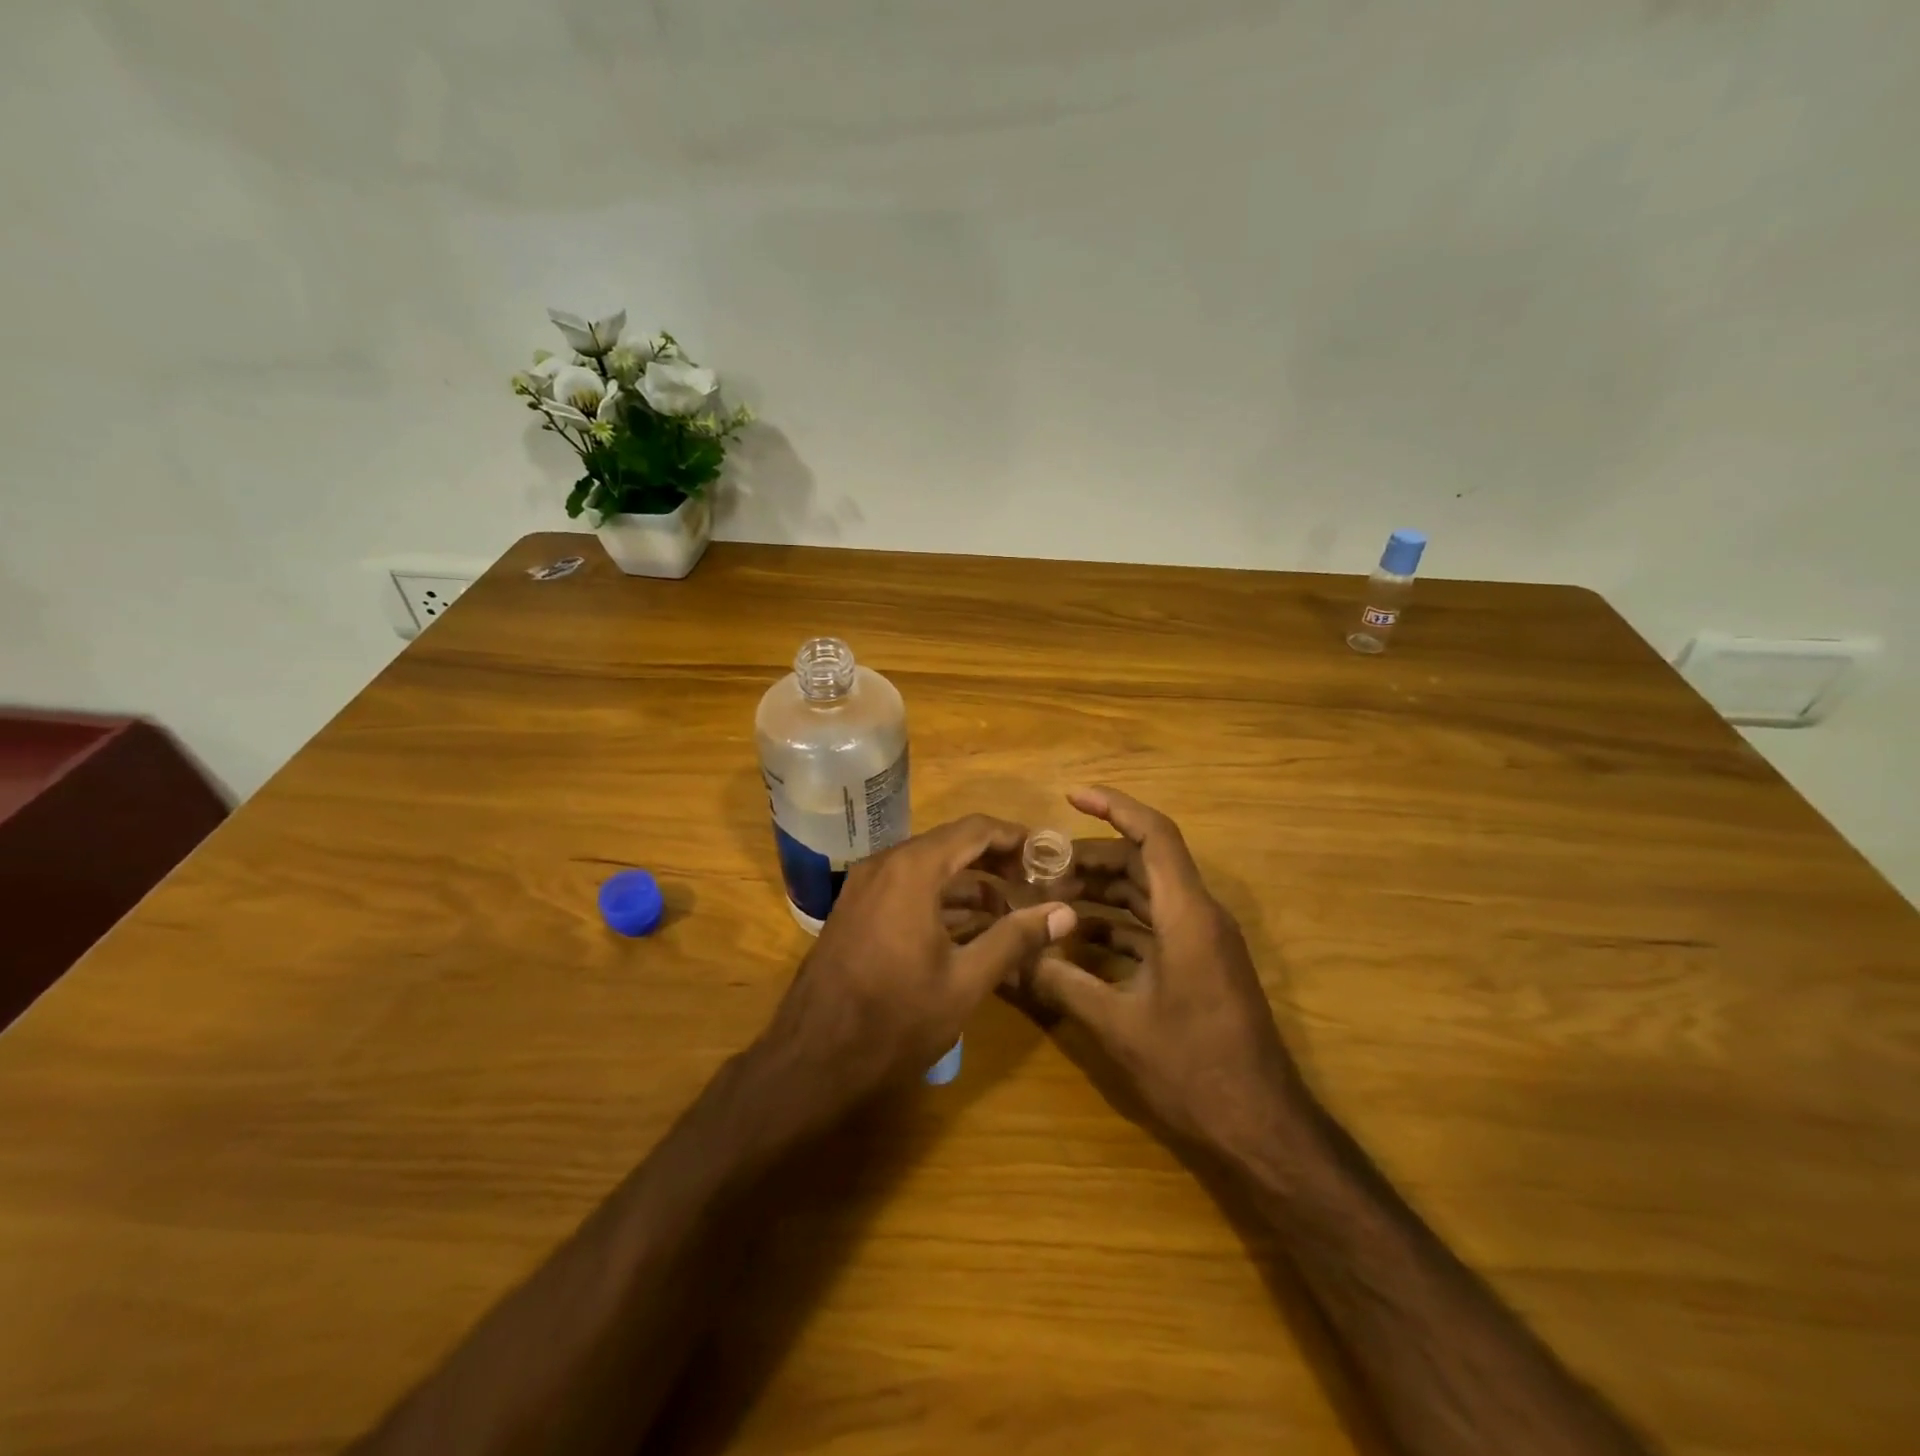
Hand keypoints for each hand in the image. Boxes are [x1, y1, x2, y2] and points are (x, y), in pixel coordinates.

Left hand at [756, 815, 1076, 1118]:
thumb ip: (1016, 939)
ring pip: (928, 866)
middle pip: (951, 844)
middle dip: (995, 859)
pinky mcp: (854, 908)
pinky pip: (906, 886)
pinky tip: (968, 926)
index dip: (1015, 837)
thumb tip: (1065, 913)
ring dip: (969, 881)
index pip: (975, 829)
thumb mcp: (966, 981)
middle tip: (1034, 882)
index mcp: (913, 869)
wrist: (813, 1059)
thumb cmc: (896, 1019)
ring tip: (1010, 908)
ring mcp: (864, 885)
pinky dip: (940, 896)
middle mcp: (885, 864)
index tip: (1048, 853)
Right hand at [1030, 787, 1304, 1152]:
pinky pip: (1154, 925)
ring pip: (1148, 893)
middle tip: (1041, 868)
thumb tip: (1016, 958)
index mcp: (1186, 915)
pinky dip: (1117, 923)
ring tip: (1051, 897)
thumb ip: (1063, 984)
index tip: (1071, 795)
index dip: (1114, 807)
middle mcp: (1199, 916)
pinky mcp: (1200, 965)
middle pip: (1145, 862)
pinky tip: (1078, 938)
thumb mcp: (1118, 1026)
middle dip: (1093, 857)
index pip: (1154, 836)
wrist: (1262, 1127)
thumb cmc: (1194, 1070)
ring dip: (1103, 890)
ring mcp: (1202, 941)